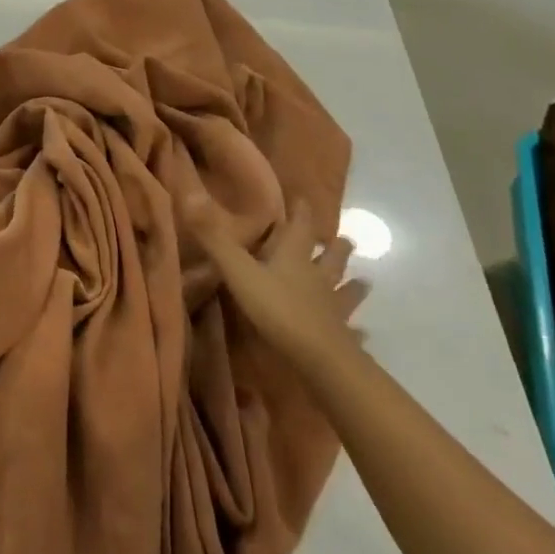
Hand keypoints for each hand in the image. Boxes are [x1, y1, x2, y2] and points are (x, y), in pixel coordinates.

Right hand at [185, 194, 369, 367]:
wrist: (320, 361)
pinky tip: (365, 332)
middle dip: (335, 247)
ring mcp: (332, 308)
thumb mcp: (239, 271)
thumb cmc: (278, 309)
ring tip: (364, 280)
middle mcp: (318, 277)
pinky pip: (351, 330)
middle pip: (330, 257)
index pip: (300, 226)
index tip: (304, 198)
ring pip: (345, 291)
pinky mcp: (340, 337)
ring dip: (352, 285)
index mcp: (295, 257)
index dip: (301, 211)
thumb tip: (190, 192)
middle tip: (344, 238)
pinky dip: (357, 330)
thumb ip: (215, 237)